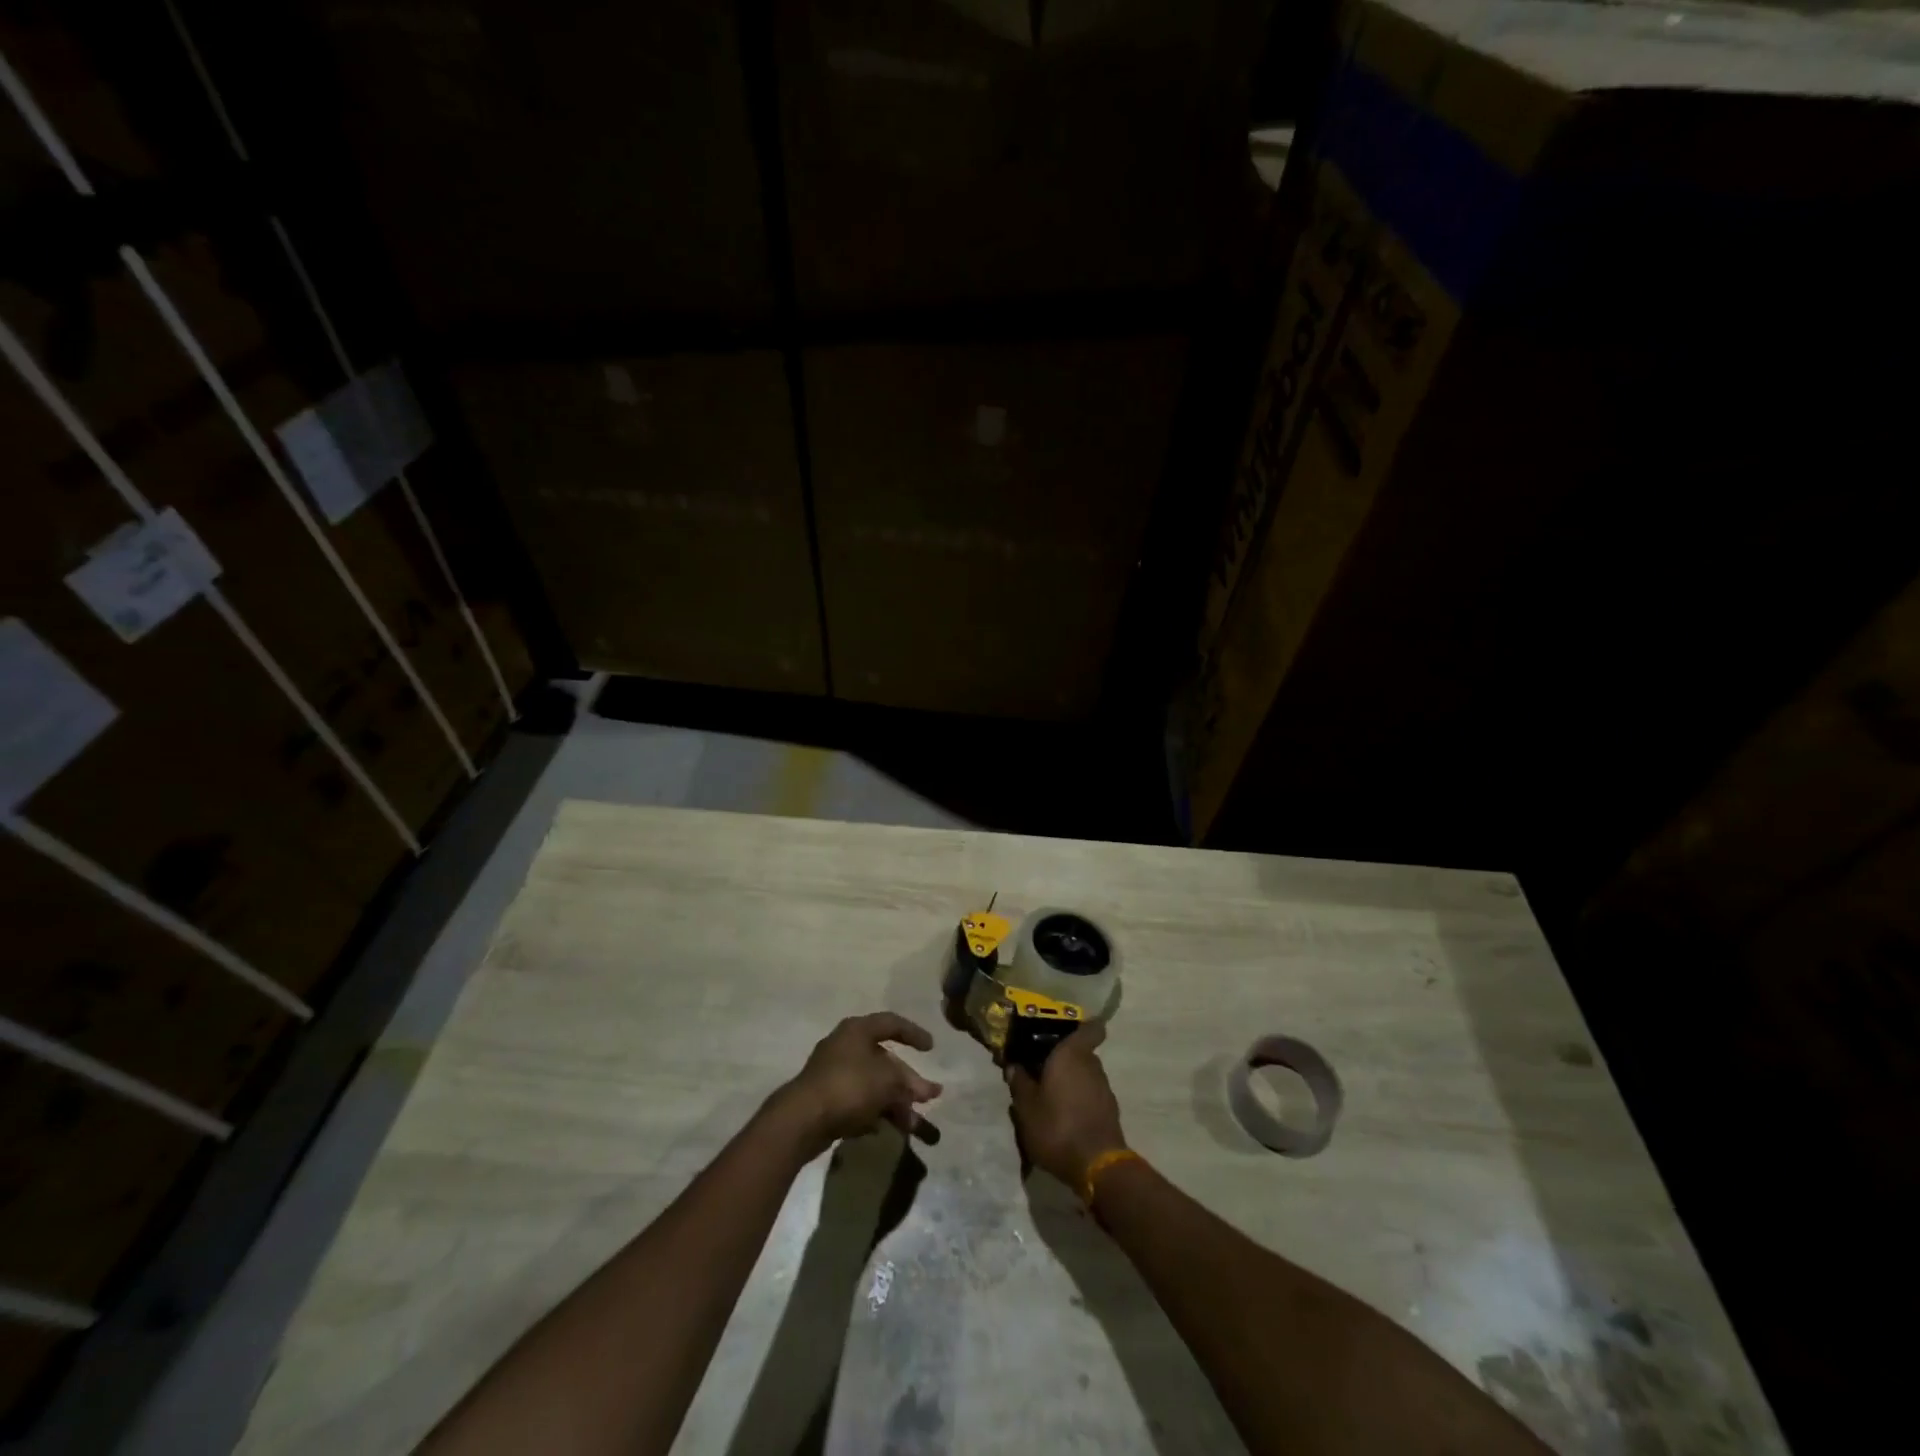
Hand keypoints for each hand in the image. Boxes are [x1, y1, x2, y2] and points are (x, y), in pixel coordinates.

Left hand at [776, 1012, 941, 1157]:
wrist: (802, 1119)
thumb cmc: (849, 1086)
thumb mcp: (887, 1081)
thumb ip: (908, 1084)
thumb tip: (924, 1090)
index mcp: (858, 1030)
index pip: (891, 1023)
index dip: (913, 1033)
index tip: (931, 1048)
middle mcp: (846, 1046)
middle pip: (885, 1060)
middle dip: (909, 1081)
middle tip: (930, 1096)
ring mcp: (834, 1073)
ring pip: (874, 1084)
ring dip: (896, 1102)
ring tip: (915, 1125)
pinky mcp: (827, 1100)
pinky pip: (860, 1101)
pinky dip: (877, 1112)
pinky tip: (891, 1128)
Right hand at [1006, 1021, 1126, 1189]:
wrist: (1097, 1166)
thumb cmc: (1057, 1126)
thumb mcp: (1026, 1107)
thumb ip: (1020, 1083)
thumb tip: (1014, 1066)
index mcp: (1072, 1054)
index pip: (1090, 1028)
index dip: (1081, 1025)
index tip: (1064, 1030)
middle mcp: (1092, 1065)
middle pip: (1080, 1052)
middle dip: (1063, 1058)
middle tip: (1040, 1069)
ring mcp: (1104, 1088)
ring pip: (1085, 1074)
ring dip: (1070, 1080)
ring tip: (1048, 1096)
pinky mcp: (1110, 1111)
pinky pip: (1091, 1094)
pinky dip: (1079, 1099)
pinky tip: (1063, 1116)